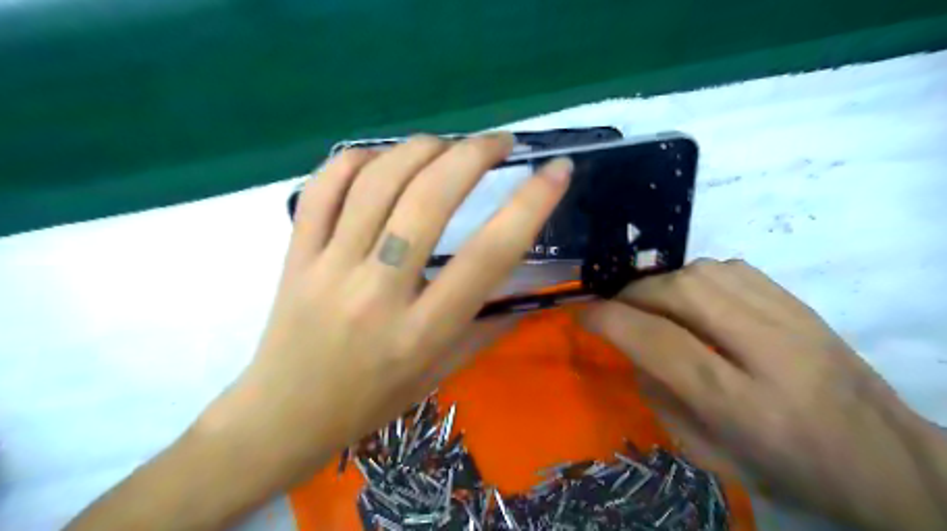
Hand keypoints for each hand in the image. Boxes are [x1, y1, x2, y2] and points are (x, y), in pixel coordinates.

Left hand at [199, 134, 568, 473]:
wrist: (285, 417)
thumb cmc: (372, 401)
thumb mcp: (441, 373)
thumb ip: (487, 327)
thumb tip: (527, 284)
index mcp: (423, 332)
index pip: (489, 255)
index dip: (531, 205)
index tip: (556, 171)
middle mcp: (377, 293)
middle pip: (428, 200)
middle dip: (473, 155)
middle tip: (500, 142)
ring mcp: (328, 268)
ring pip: (377, 182)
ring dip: (422, 148)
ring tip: (448, 145)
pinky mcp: (295, 255)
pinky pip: (322, 189)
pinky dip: (357, 160)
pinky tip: (383, 158)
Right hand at [582, 259, 942, 530]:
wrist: (883, 457)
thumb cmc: (787, 468)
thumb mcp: (709, 453)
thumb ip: (660, 397)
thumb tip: (630, 348)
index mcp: (743, 404)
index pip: (659, 343)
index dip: (610, 321)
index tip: (583, 315)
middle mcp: (768, 351)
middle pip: (681, 294)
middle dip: (634, 295)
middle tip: (618, 310)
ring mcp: (790, 318)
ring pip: (703, 272)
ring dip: (661, 283)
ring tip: (652, 304)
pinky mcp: (798, 301)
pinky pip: (729, 267)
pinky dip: (694, 276)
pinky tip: (692, 297)